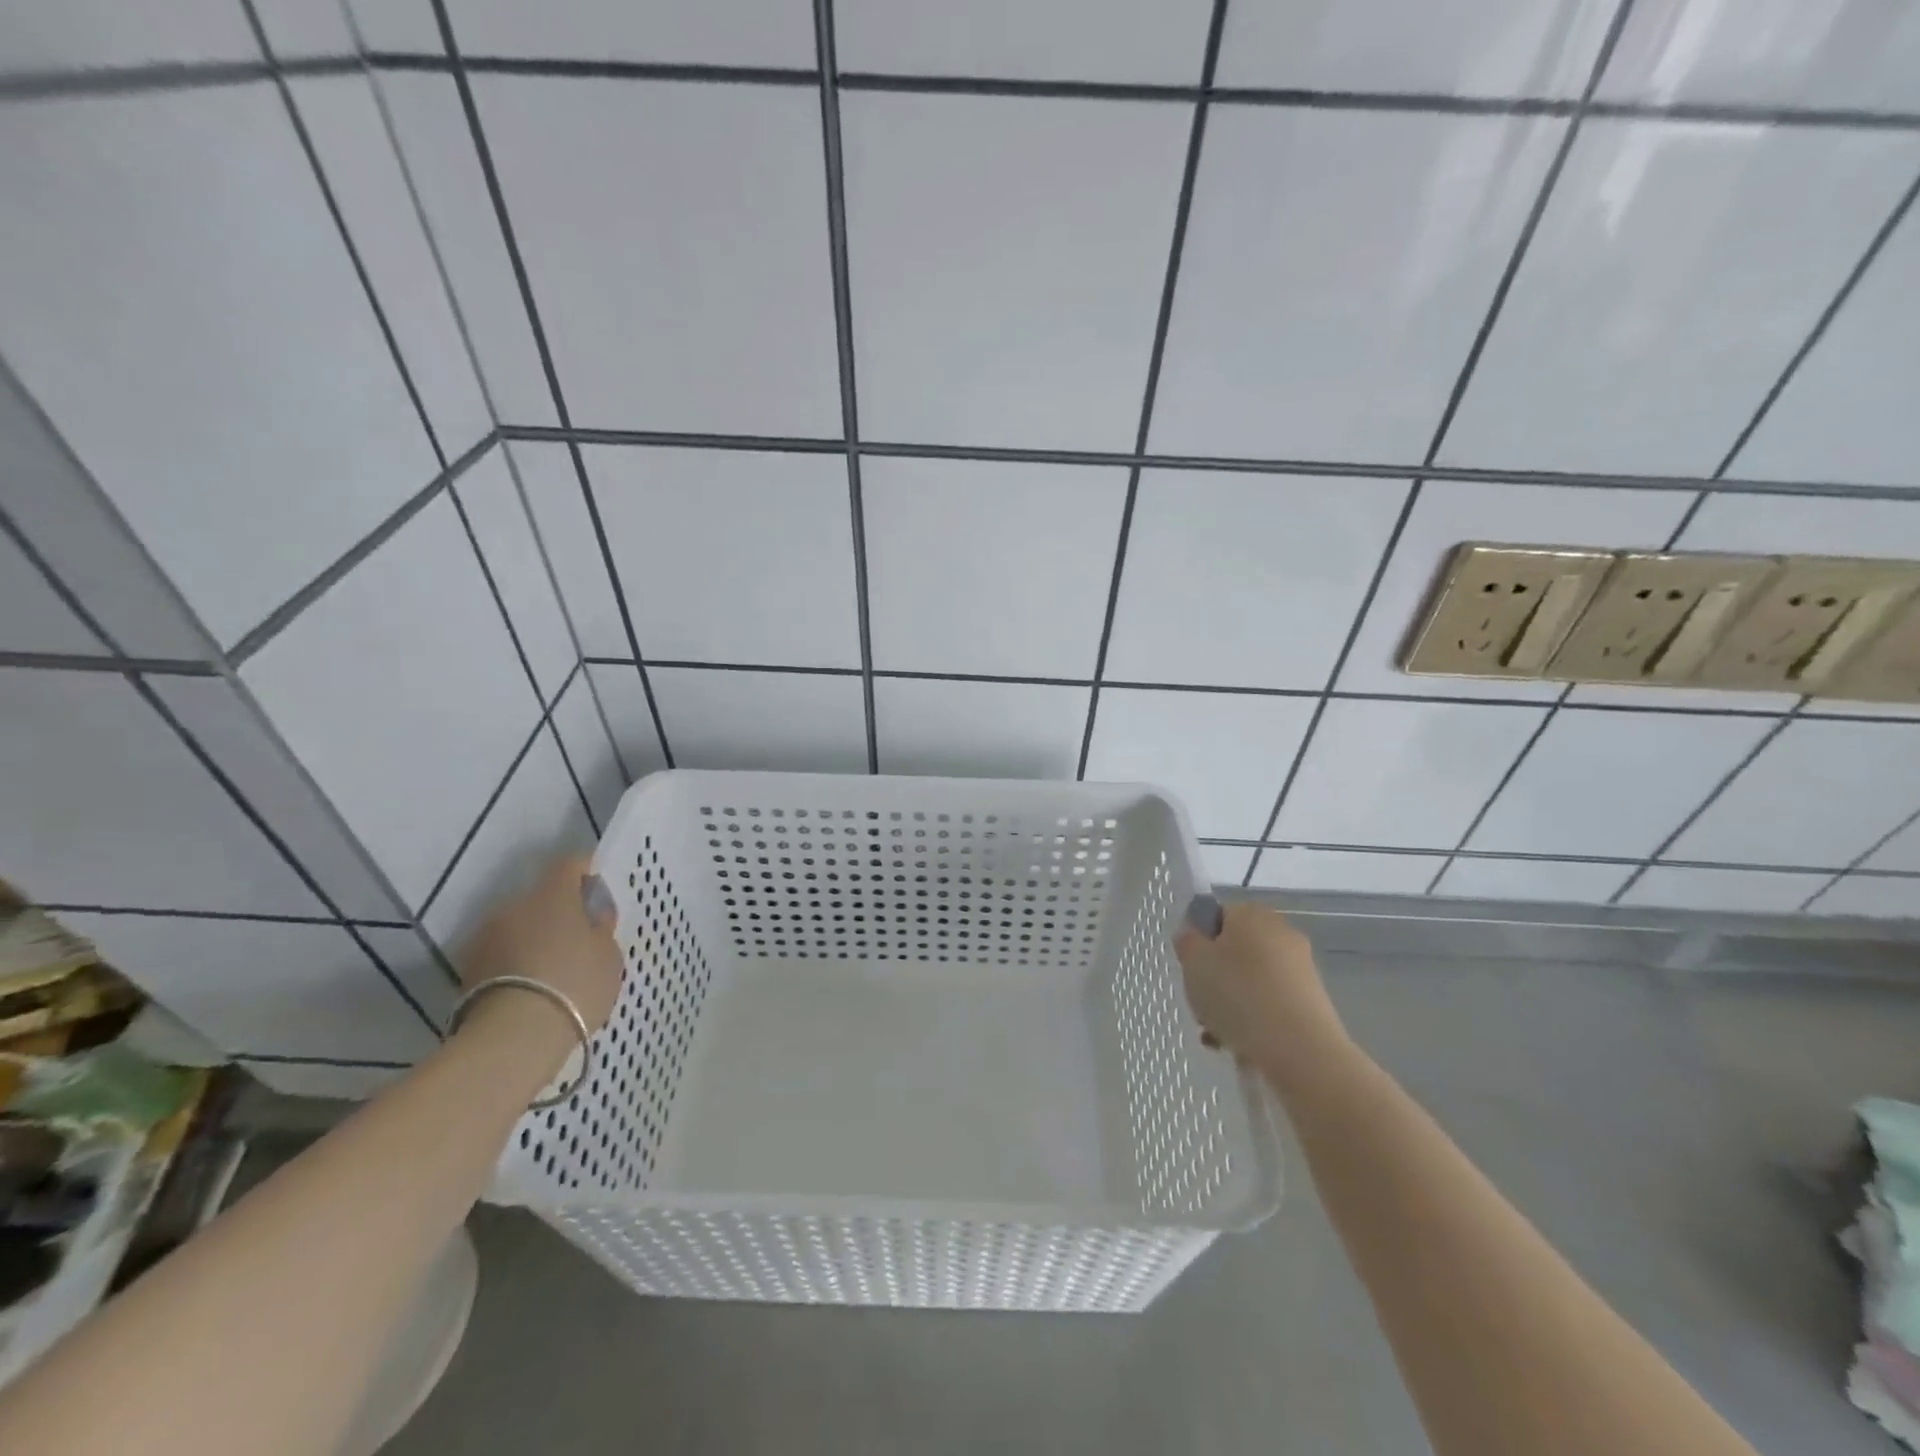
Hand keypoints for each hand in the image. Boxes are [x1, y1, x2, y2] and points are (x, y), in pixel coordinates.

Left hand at [458, 854, 623, 1034]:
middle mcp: (514, 904)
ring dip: (535, 936)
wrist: (513, 1038)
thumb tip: (592, 915)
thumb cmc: (574, 985)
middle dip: (559, 911)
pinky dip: (516, 960)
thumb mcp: (608, 955)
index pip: (569, 863)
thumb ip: (600, 928)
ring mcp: (485, 936)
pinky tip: (532, 985)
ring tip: (554, 966)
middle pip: (541, 897)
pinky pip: (502, 952)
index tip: (597, 891)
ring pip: (519, 925)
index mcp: (552, 893)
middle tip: (580, 937)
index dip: (585, 872)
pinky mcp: (468, 968)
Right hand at [1174, 903, 1353, 1096]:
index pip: (1217, 917)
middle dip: (1214, 978)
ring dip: (1230, 1003)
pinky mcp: (1311, 1001)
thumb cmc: (1238, 994)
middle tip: (1201, 1004)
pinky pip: (1270, 1003)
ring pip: (1250, 981)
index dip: (1199, 942)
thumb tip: (1194, 937)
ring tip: (1216, 1035)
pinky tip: (1239, 1044)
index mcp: (1251, 914)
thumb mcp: (1193, 962)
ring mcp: (1300, 968)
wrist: (1300, 1049)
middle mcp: (1280, 933)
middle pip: (1234, 951)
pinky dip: (1254, 1019)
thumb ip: (1187, 942)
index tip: (1191, 970)